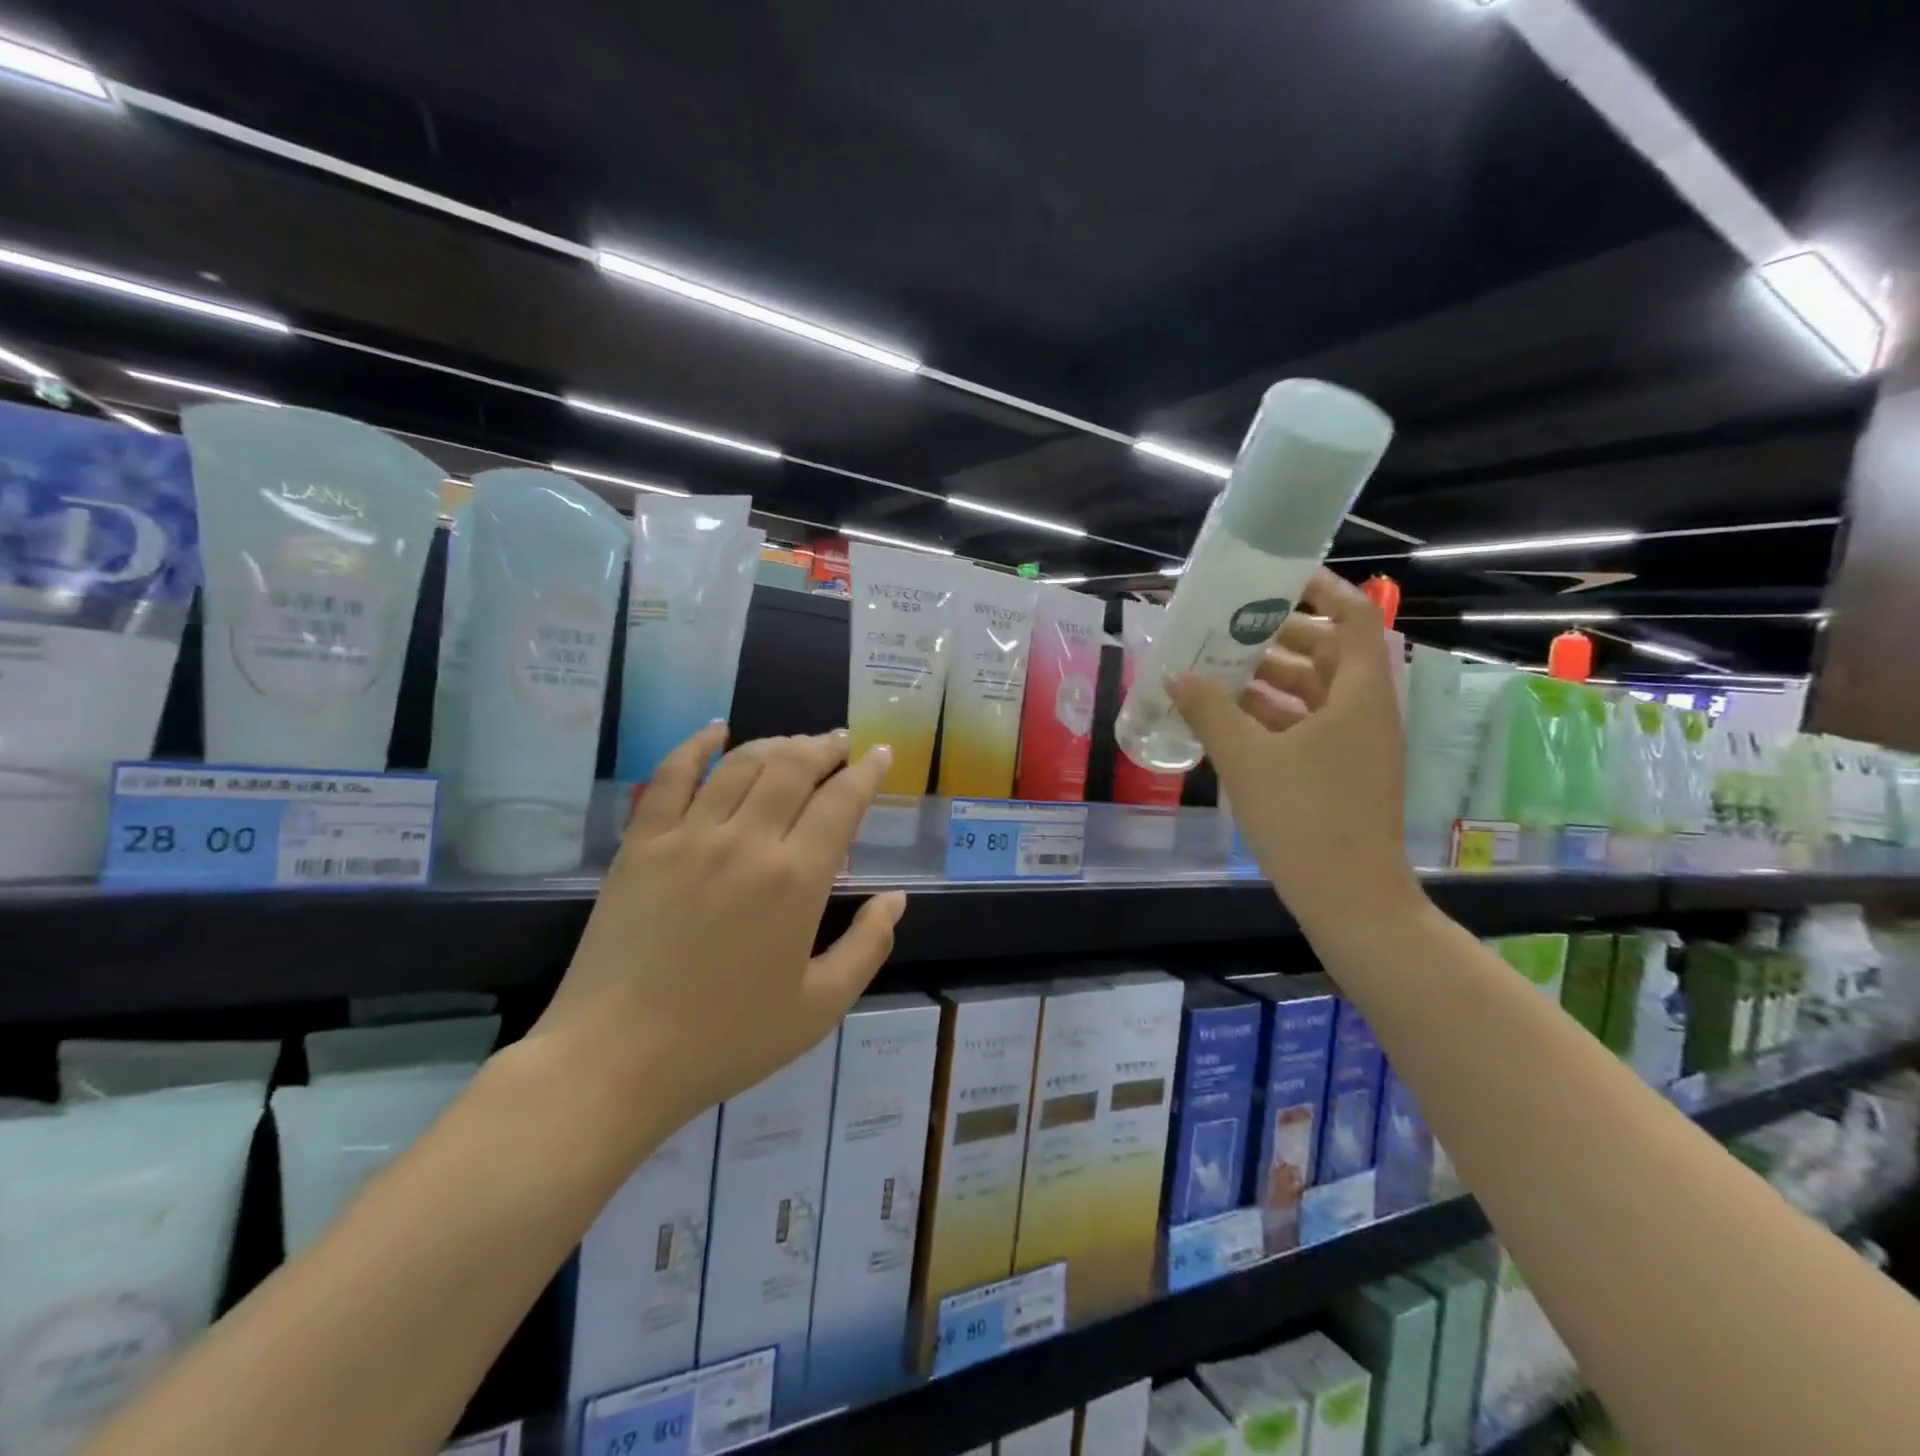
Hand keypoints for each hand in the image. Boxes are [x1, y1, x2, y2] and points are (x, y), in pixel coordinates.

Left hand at [530, 725, 904, 1137]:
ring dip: (777, 743)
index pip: (842, 802)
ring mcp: (688, 837)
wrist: (616, 1060)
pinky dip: (697, 745)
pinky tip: (717, 729)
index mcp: (795, 881)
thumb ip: (867, 946)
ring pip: (742, 764)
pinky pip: (672, 776)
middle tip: (841, 743)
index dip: (867, 772)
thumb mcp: (819, 1008)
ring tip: (796, 742)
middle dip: (825, 748)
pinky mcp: (642, 843)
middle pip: (794, 768)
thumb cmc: (725, 1040)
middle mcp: (746, 842)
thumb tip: (896, 898)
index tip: (881, 754)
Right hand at [1167, 569, 1419, 932]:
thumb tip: (1177, 674)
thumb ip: (1210, 710)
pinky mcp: (1342, 773)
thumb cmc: (1303, 817)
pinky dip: (1272, 716)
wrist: (1349, 899)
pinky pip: (1307, 726)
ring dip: (1269, 680)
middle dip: (1278, 638)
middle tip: (1227, 630)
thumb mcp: (1246, 758)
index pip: (1352, 617)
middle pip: (1327, 653)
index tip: (1275, 579)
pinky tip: (1229, 719)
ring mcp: (1355, 745)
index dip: (1320, 590)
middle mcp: (1364, 711)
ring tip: (1216, 671)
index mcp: (1357, 694)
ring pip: (1313, 693)